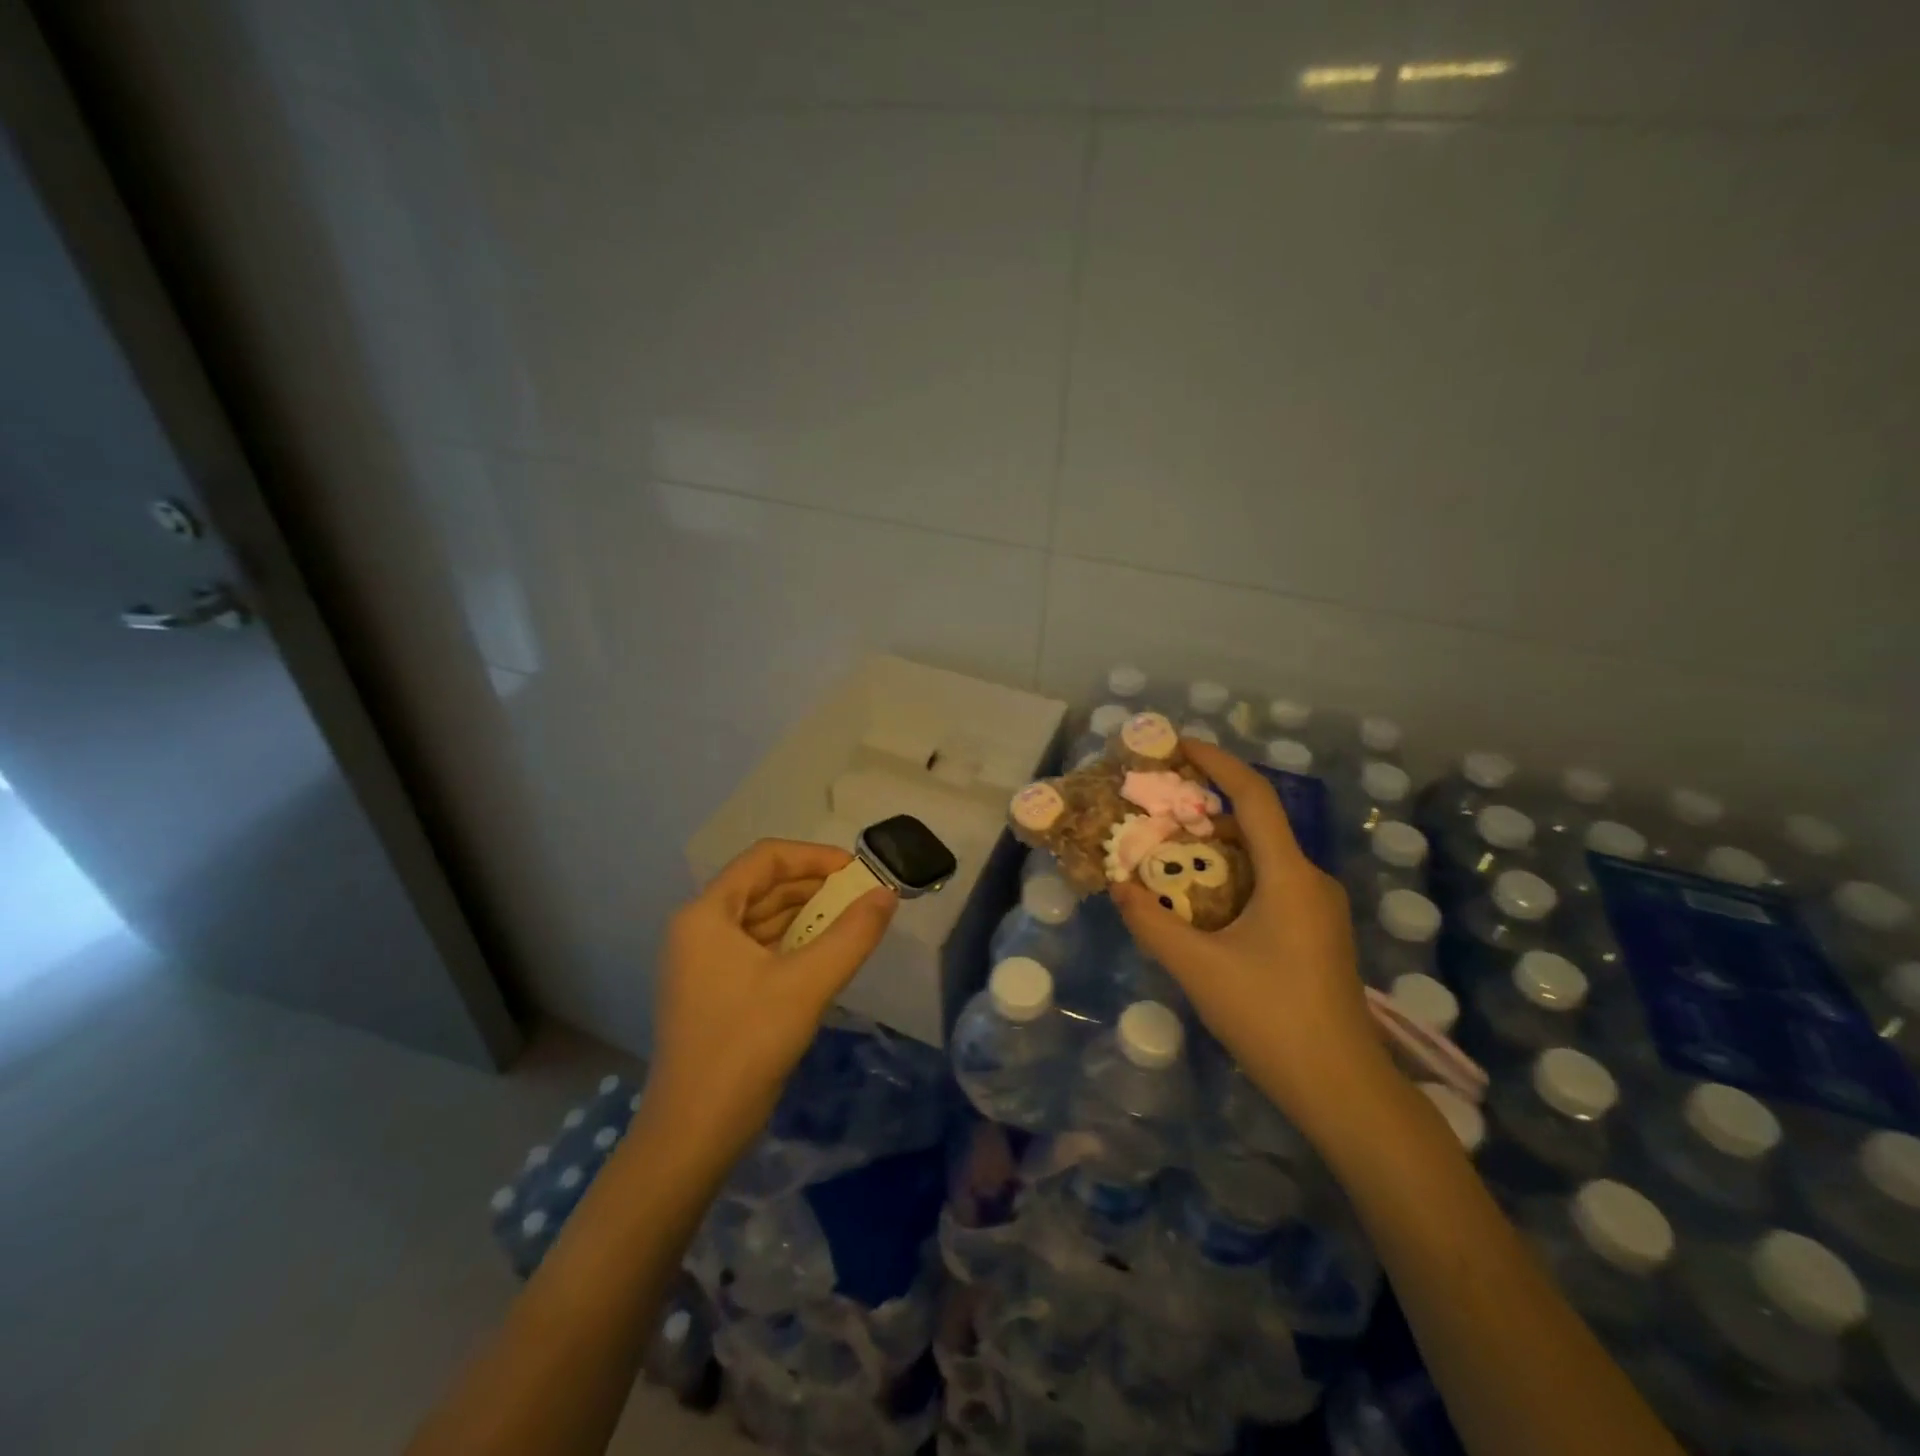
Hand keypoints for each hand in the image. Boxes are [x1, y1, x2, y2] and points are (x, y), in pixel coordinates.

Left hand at [644, 839, 896, 1162]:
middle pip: (760, 885)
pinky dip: (790, 940)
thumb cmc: (746, 1045)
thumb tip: (887, 895)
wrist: (694, 1132)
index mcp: (706, 914)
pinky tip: (823, 950)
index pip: (764, 859)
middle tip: (860, 893)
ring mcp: (700, 960)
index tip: (856, 869)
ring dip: (804, 912)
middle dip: (812, 884)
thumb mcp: (807, 984)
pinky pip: (755, 946)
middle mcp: (697, 927)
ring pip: (759, 917)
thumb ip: (852, 935)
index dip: (813, 856)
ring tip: (850, 916)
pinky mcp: (711, 989)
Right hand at [1113, 739, 1394, 1139]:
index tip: (1179, 745)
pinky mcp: (1316, 932)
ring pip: (1260, 858)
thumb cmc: (1271, 1018)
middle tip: (1155, 809)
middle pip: (1254, 824)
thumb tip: (1118, 886)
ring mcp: (1318, 908)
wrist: (1342, 1088)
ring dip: (1214, 847)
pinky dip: (1230, 876)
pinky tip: (1198, 899)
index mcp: (1289, 876)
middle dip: (1203, 809)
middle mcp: (1310, 880)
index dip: (1217, 763)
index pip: (1253, 797)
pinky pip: (1268, 884)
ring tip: (1166, 852)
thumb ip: (1151, 923)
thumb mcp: (1198, 968)